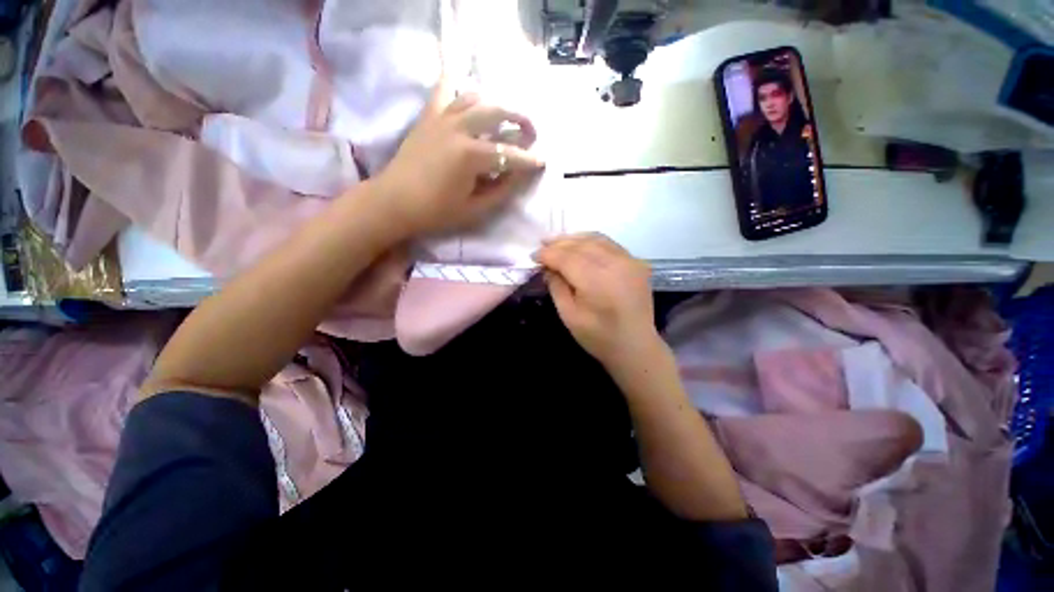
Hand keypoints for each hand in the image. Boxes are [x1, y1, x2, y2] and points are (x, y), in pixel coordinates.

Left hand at [372, 78, 544, 238]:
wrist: (393, 202)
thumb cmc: (435, 212)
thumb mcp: (474, 209)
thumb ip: (501, 191)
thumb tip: (519, 175)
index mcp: (471, 155)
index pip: (509, 154)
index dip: (529, 160)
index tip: (543, 162)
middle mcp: (459, 128)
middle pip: (497, 113)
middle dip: (520, 121)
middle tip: (531, 132)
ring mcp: (441, 118)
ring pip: (476, 98)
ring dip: (496, 105)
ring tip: (505, 117)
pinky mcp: (428, 117)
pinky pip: (444, 92)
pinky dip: (458, 86)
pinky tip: (466, 90)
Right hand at [533, 233, 664, 370]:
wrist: (635, 346)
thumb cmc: (598, 337)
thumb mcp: (569, 315)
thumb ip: (556, 287)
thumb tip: (548, 267)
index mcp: (597, 280)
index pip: (566, 257)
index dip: (548, 254)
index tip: (533, 256)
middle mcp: (615, 263)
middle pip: (580, 244)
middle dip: (558, 243)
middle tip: (542, 245)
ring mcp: (630, 261)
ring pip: (596, 239)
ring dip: (574, 239)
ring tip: (557, 241)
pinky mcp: (637, 262)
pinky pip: (610, 244)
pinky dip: (592, 242)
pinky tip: (580, 245)